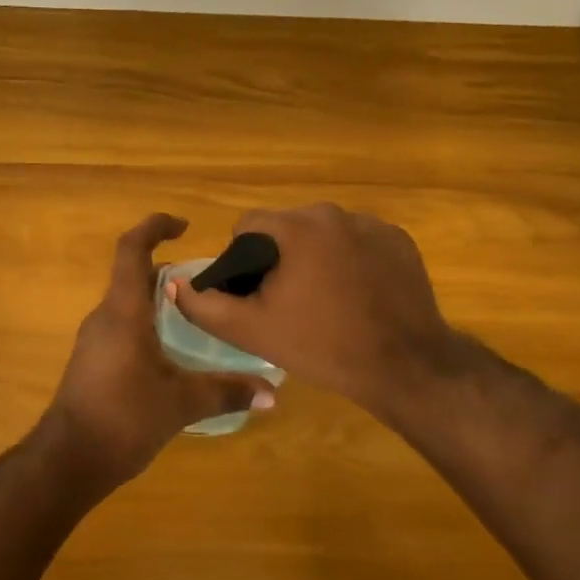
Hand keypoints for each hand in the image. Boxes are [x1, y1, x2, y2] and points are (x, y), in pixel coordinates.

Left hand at [37, 214, 275, 493]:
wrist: (68, 459)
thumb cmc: (123, 417)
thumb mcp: (181, 403)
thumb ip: (227, 392)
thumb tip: (272, 394)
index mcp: (123, 311)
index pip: (132, 249)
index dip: (154, 227)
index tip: (184, 225)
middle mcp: (106, 316)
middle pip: (135, 276)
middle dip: (170, 271)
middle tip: (209, 283)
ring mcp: (96, 339)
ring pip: (130, 303)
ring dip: (160, 300)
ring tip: (200, 315)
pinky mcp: (94, 360)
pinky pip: (124, 326)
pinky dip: (150, 324)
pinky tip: (176, 352)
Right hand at [169, 203, 474, 425]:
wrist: (405, 366)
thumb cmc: (322, 346)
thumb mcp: (253, 331)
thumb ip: (205, 305)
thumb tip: (174, 283)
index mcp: (297, 227)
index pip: (249, 225)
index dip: (242, 258)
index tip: (254, 292)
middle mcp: (334, 213)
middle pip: (289, 228)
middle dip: (281, 257)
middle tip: (289, 301)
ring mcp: (373, 224)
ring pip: (324, 235)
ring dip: (316, 257)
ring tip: (326, 301)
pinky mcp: (400, 241)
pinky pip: (359, 243)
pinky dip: (351, 261)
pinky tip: (358, 296)